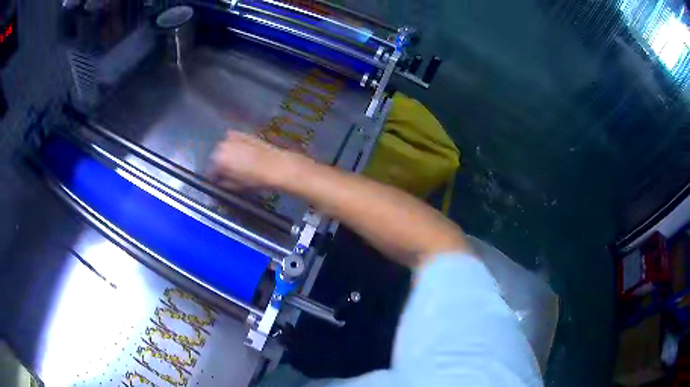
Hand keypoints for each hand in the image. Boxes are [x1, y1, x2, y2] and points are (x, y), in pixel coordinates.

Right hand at [209, 130, 298, 190]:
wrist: (275, 166)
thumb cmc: (254, 179)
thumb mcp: (235, 186)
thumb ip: (222, 182)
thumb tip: (219, 180)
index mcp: (217, 160)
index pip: (210, 170)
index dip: (215, 177)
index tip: (220, 180)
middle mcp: (221, 145)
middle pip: (216, 156)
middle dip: (221, 163)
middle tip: (229, 172)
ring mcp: (231, 137)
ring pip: (224, 147)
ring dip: (228, 153)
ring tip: (238, 162)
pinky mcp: (242, 133)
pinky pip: (233, 139)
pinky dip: (235, 144)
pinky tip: (243, 151)